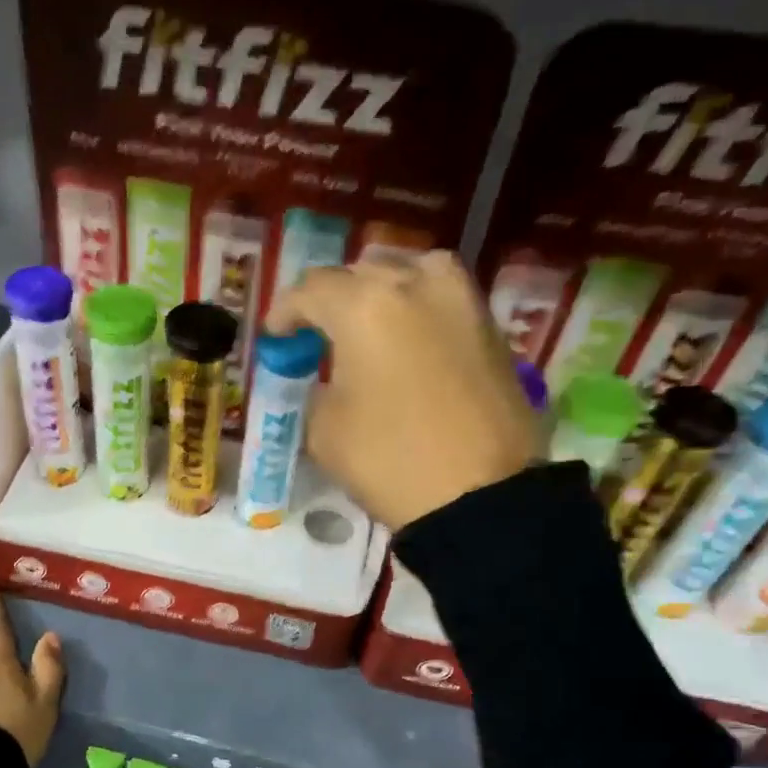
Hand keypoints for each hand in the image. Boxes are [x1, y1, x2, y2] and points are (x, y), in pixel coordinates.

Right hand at [268, 251, 542, 530]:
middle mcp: (416, 284)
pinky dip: (418, 314)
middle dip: (335, 299)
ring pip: (412, 275)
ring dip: (383, 294)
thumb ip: (316, 391)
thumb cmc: (389, 461)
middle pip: (363, 273)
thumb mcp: (325, 432)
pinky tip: (408, 346)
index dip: (285, 312)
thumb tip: (326, 380)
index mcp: (365, 306)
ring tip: (369, 329)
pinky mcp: (491, 328)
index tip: (276, 337)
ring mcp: (462, 300)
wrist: (479, 495)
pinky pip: (443, 303)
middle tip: (319, 333)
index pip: (312, 289)